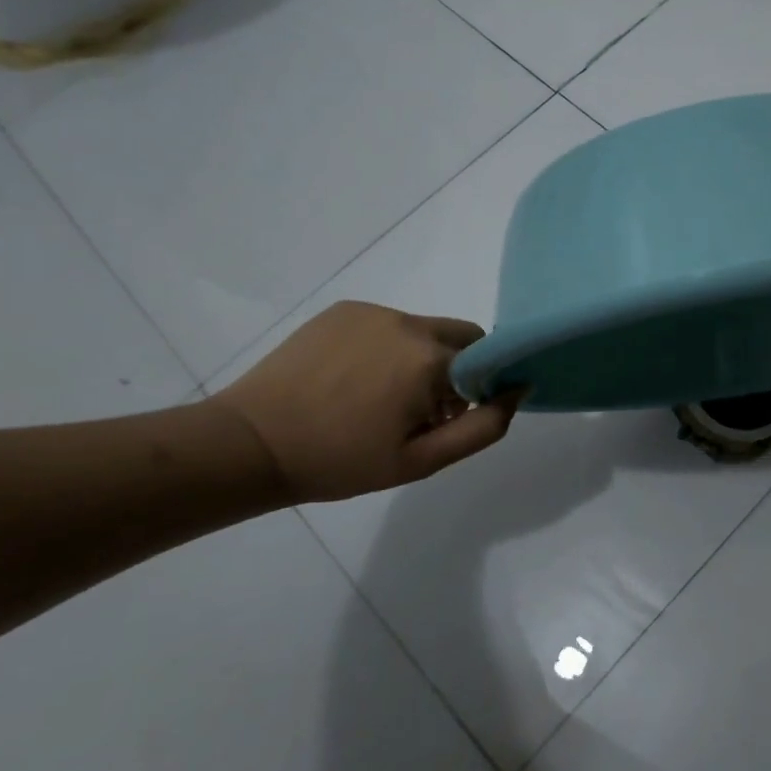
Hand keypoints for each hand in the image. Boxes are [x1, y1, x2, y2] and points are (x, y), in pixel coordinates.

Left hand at [207, 302, 519, 503]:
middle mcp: (409, 323)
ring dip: (419, 357)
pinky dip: (385, 347)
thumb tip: (519, 388)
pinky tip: (350, 379)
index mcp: (432, 359)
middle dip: (454, 367)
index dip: (477, 388)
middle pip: (460, 336)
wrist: (252, 443)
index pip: (487, 357)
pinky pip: (386, 324)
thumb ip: (484, 426)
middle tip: (417, 409)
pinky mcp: (343, 309)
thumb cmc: (341, 461)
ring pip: (423, 330)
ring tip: (375, 396)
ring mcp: (373, 312)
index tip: (449, 415)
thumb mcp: (422, 460)